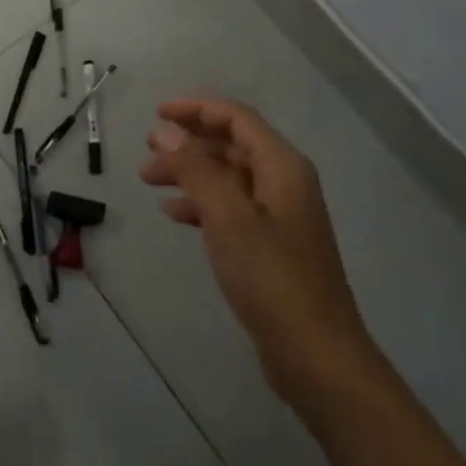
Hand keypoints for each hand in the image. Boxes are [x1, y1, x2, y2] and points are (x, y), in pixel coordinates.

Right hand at [140, 98, 378, 412]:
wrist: (317, 356)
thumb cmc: (272, 279)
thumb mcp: (227, 217)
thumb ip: (194, 169)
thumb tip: (164, 131)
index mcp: (282, 166)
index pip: (236, 118)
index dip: (196, 109)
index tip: (157, 113)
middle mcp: (284, 182)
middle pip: (231, 144)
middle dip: (188, 143)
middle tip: (147, 155)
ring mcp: (279, 214)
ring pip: (227, 176)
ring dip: (190, 173)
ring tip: (151, 183)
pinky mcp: (271, 244)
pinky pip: (231, 206)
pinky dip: (201, 203)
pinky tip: (174, 215)